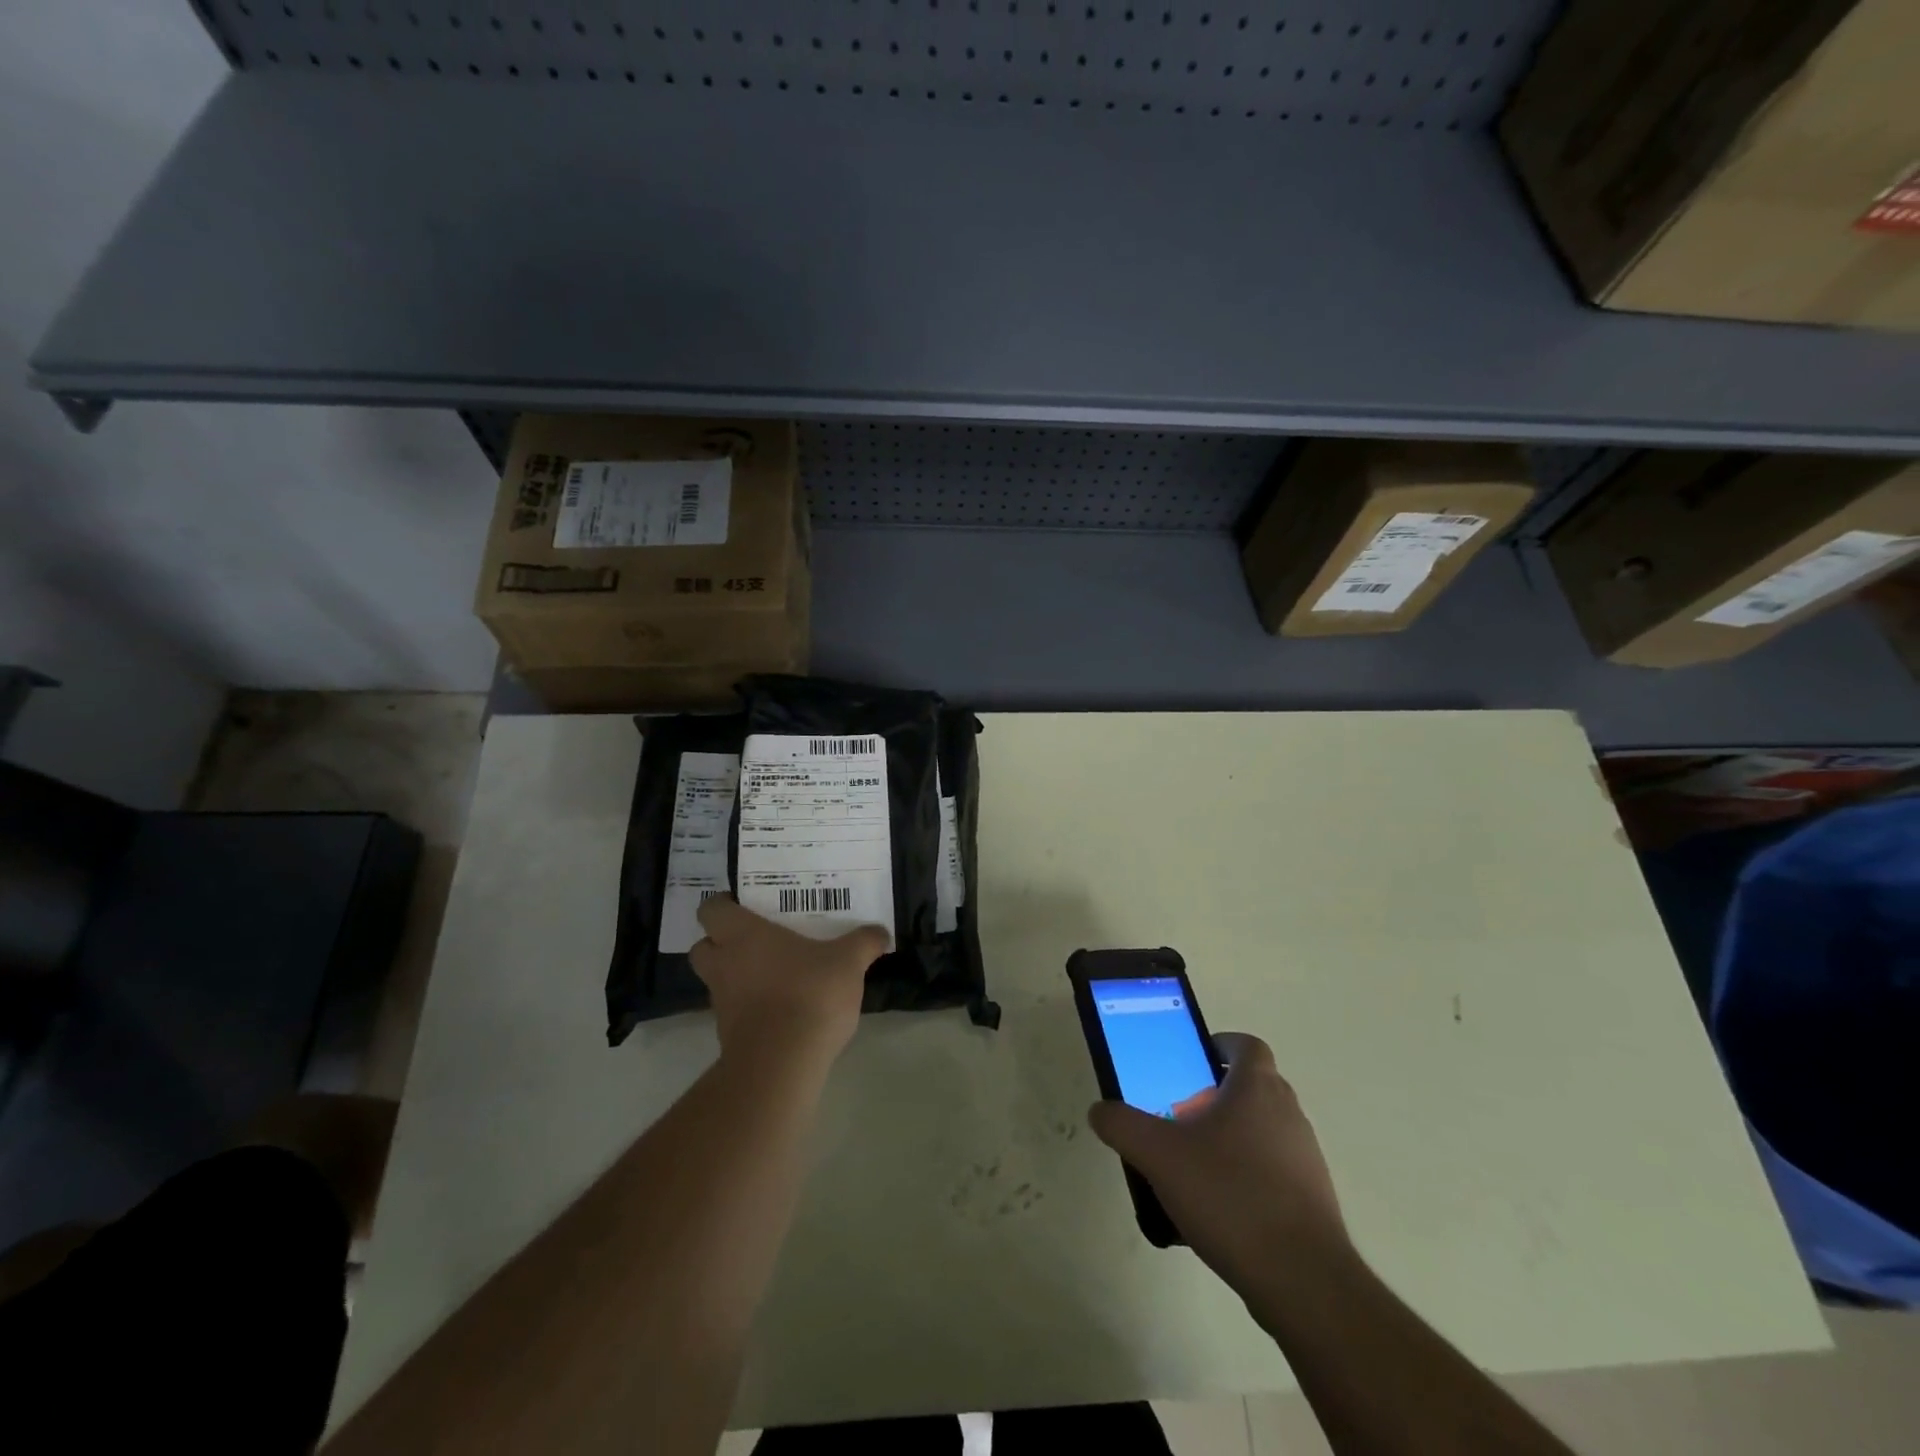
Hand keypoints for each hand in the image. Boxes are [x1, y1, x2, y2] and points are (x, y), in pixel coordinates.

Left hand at [690, 896, 887, 1064]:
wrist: (782, 1062)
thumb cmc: (809, 993)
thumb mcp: (848, 961)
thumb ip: (864, 942)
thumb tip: (881, 932)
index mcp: (742, 935)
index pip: (711, 909)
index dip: (724, 905)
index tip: (746, 905)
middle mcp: (724, 964)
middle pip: (703, 946)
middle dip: (721, 942)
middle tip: (755, 939)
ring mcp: (722, 1002)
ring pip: (718, 980)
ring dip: (737, 976)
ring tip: (775, 974)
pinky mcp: (728, 1035)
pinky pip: (734, 1011)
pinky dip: (750, 1007)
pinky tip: (782, 1007)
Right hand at [1088, 1033, 1350, 1299]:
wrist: (1302, 1280)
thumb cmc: (1229, 1195)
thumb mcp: (1158, 1155)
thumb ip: (1123, 1125)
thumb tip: (1100, 1110)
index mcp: (1257, 1088)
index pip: (1247, 1045)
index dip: (1220, 1045)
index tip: (1192, 1062)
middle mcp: (1288, 1113)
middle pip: (1253, 1087)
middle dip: (1217, 1095)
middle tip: (1180, 1115)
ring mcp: (1306, 1158)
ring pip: (1264, 1130)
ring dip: (1232, 1138)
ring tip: (1193, 1166)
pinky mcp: (1313, 1200)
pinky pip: (1274, 1172)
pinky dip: (1248, 1177)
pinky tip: (1218, 1209)